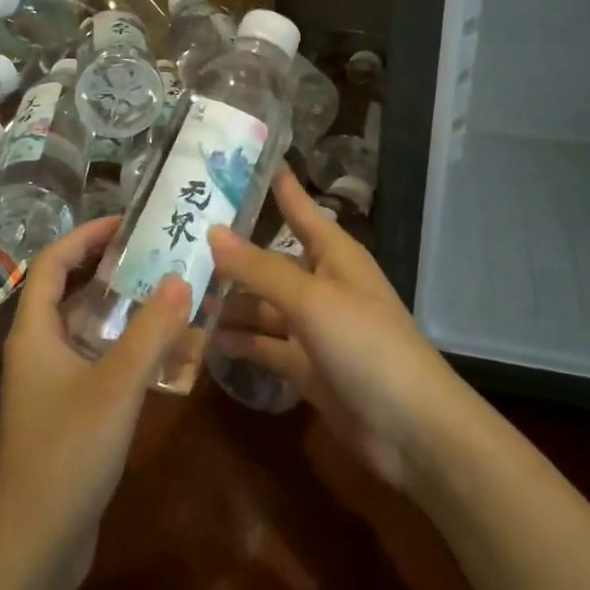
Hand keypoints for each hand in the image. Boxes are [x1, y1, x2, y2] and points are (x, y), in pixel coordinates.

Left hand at [0, 216, 190, 579]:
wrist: (35, 546)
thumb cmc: (67, 454)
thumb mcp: (116, 386)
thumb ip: (151, 331)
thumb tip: (183, 278)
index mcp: (34, 331)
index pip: (52, 262)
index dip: (86, 235)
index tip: (128, 223)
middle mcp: (37, 348)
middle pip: (68, 289)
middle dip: (108, 266)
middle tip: (156, 252)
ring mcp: (50, 381)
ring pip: (85, 325)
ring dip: (121, 305)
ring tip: (165, 290)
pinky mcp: (66, 409)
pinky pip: (96, 358)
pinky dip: (124, 344)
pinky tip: (161, 351)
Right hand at [207, 168, 473, 488]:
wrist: (411, 429)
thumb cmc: (367, 344)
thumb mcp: (312, 299)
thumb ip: (260, 269)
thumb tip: (212, 232)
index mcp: (334, 255)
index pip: (299, 208)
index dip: (276, 184)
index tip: (242, 159)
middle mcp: (322, 284)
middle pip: (270, 261)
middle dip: (232, 254)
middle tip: (179, 239)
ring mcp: (314, 328)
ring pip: (262, 306)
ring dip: (228, 303)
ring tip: (178, 293)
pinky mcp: (306, 367)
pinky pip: (265, 346)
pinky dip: (239, 343)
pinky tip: (202, 339)